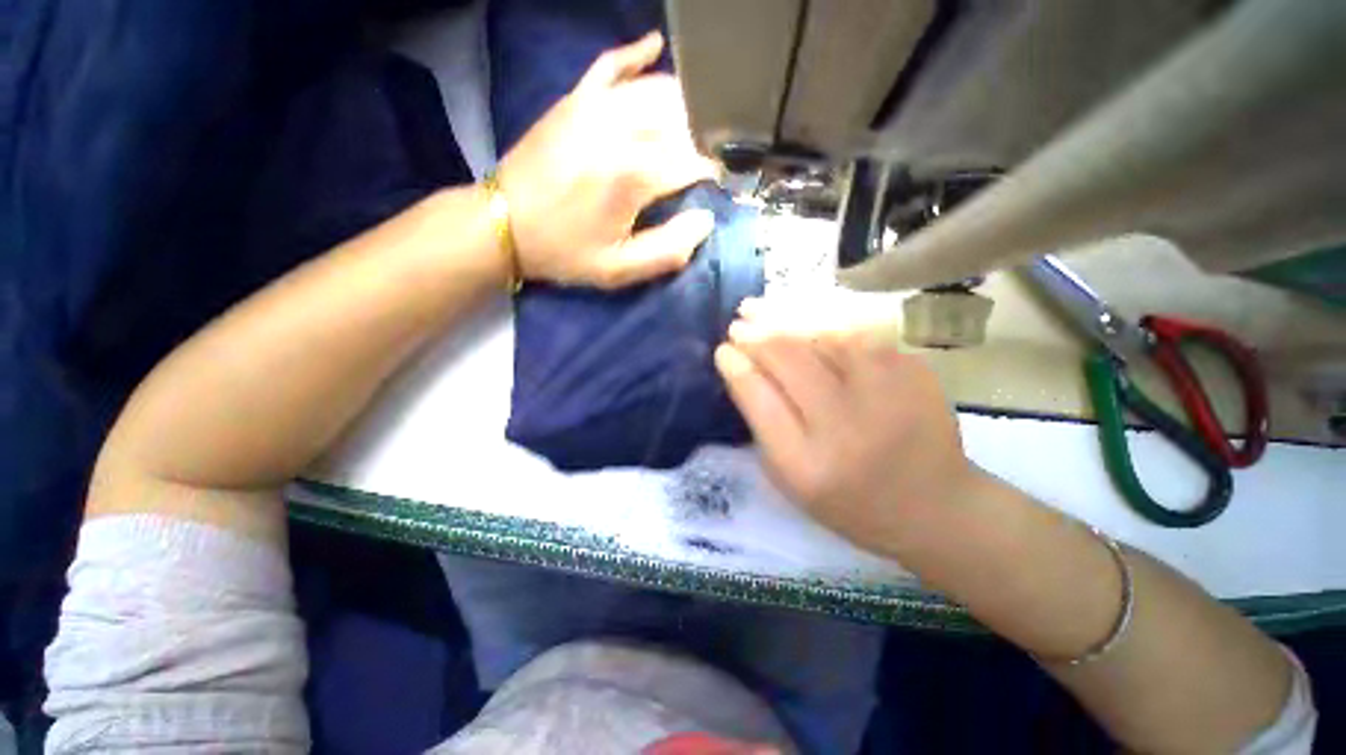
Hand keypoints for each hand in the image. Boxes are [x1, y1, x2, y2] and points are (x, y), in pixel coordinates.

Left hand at [497, 32, 717, 288]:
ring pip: (656, 89)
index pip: (694, 162)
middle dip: (706, 138)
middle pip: (683, 120)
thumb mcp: (619, 270)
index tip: (720, 186)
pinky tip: (655, 49)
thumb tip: (705, 221)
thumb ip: (668, 251)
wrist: (503, 224)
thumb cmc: (564, 251)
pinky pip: (611, 64)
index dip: (715, 173)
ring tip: (698, 123)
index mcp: (633, 174)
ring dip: (685, 104)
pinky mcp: (575, 99)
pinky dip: (636, 55)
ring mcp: (594, 106)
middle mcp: (620, 129)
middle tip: (712, 159)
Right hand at [714, 298, 979, 557]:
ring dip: (783, 317)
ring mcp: (886, 394)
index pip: (760, 401)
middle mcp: (846, 427)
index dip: (737, 369)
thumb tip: (742, 370)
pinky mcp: (913, 372)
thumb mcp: (792, 480)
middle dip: (755, 336)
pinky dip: (821, 319)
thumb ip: (764, 427)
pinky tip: (799, 314)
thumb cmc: (849, 500)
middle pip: (790, 361)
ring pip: (823, 336)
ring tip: (756, 307)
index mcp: (807, 464)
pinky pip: (856, 332)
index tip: (723, 351)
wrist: (935, 506)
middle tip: (736, 325)